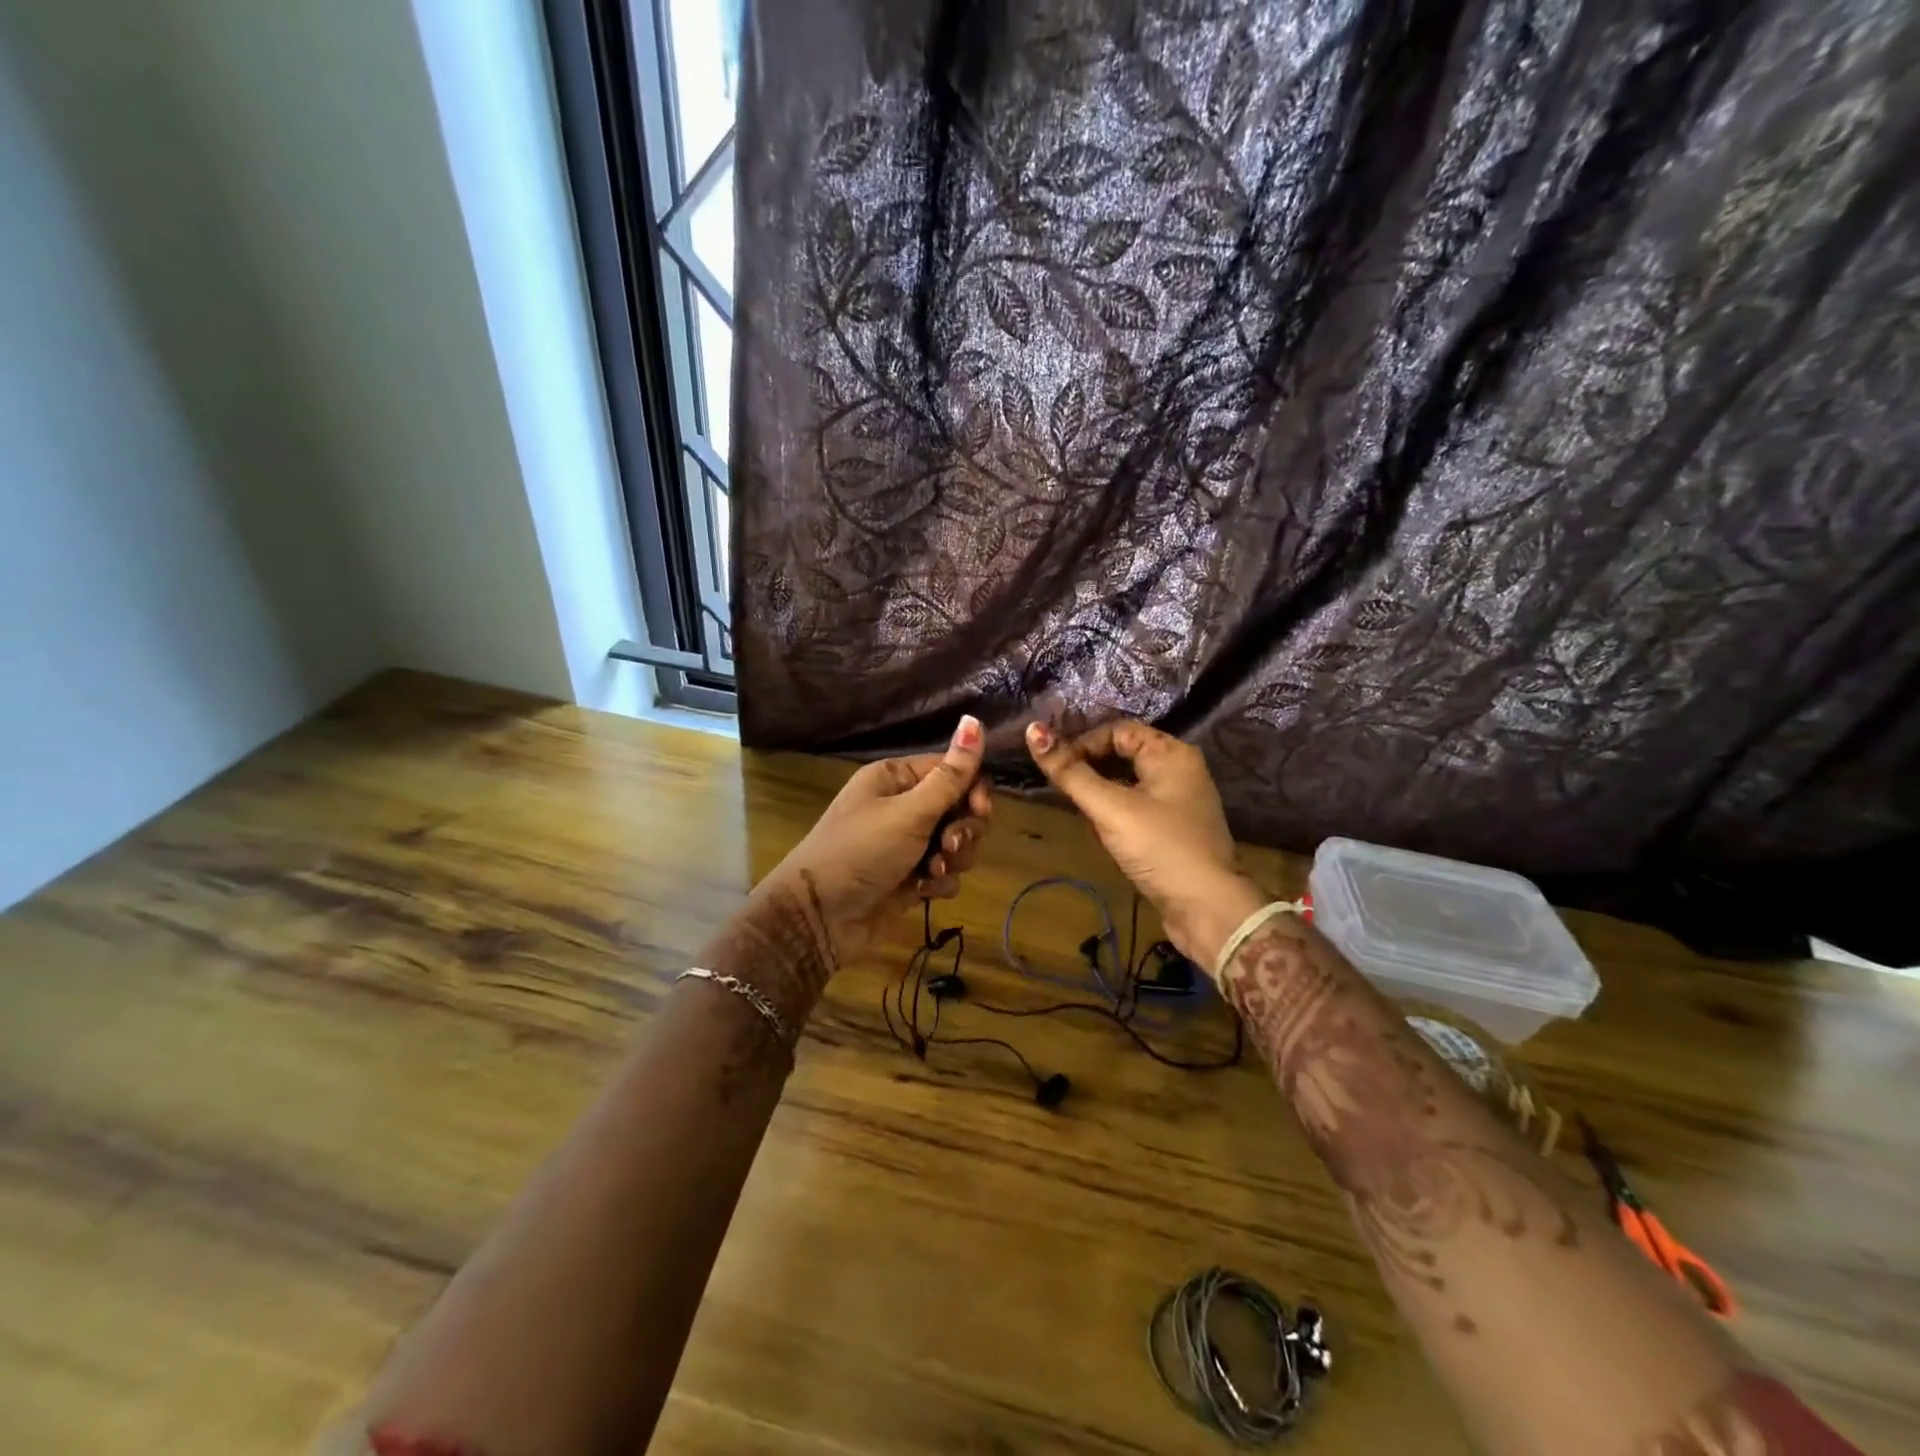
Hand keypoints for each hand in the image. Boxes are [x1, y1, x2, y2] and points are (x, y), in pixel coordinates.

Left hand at [756, 715, 991, 966]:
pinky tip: (922, 891)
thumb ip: (950, 775)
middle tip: (947, 845)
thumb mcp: (909, 812)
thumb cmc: (861, 851)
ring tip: (930, 872)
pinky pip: (945, 873)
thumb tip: (974, 719)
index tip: (980, 809)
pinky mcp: (911, 877)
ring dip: (953, 859)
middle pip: (960, 808)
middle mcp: (903, 805)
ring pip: (957, 843)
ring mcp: (907, 844)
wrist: (820, 917)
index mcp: (897, 778)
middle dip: (963, 830)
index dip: (973, 789)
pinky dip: (939, 882)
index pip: (954, 770)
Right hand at [1025, 719, 1264, 972]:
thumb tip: (1033, 730)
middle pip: (1123, 755)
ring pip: (1128, 784)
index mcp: (1171, 753)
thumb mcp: (1110, 808)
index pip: (1117, 731)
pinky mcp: (1175, 830)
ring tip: (1083, 816)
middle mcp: (1179, 770)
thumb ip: (1070, 772)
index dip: (1084, 744)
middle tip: (1064, 792)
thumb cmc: (1160, 848)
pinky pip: (1137, 808)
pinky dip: (1116, 816)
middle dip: (1090, 771)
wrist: (1208, 910)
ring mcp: (1179, 802)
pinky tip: (1103, 836)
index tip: (1057, 769)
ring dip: (1101, 795)